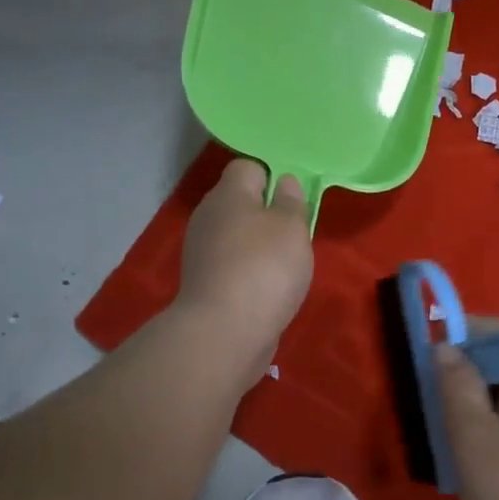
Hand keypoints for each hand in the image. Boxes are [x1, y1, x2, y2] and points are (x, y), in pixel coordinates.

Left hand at [175, 159, 313, 384]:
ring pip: (237, 236)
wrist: (225, 332)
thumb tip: (284, 182)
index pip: (248, 167)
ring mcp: (202, 252)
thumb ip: (291, 201)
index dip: (273, 176)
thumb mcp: (292, 227)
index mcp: (228, 194)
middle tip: (296, 234)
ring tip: (286, 266)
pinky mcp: (204, 283)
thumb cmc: (265, 268)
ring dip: (260, 246)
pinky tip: (268, 289)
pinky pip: (232, 265)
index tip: (294, 200)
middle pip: (241, 203)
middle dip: (268, 214)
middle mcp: (209, 217)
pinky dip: (250, 272)